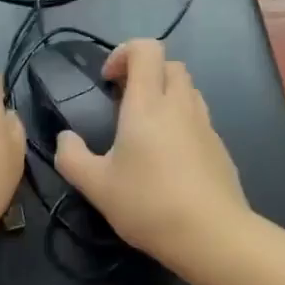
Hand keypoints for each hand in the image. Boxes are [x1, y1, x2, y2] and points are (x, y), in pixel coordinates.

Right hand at [53, 39, 248, 262]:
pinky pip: (199, 118)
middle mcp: (179, 105)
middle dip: (146, 73)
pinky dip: (181, 121)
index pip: (146, 49)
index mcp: (148, 104)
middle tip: (124, 102)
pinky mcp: (220, 147)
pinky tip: (169, 157)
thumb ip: (72, 157)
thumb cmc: (149, 204)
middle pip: (170, 64)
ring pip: (188, 89)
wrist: (212, 235)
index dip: (124, 52)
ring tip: (146, 129)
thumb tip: (64, 138)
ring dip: (166, 95)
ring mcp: (205, 125)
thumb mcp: (96, 186)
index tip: (108, 81)